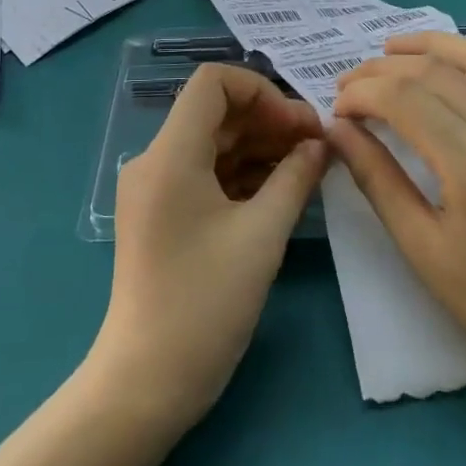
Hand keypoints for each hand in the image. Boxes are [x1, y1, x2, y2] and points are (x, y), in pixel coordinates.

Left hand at [91, 65, 327, 425]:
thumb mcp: (262, 236)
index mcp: (170, 154)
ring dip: (260, 146)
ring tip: (308, 167)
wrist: (146, 382)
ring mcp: (155, 188)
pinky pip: (205, 173)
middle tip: (317, 147)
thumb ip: (295, 178)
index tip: (299, 126)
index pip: (213, 83)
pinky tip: (281, 189)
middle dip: (269, 120)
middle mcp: (155, 160)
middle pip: (216, 112)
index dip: (262, 91)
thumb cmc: (205, 304)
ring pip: (213, 143)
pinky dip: (242, 173)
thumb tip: (320, 144)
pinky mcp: (161, 214)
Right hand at [329, 33, 465, 391]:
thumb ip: (376, 177)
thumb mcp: (419, 245)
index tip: (336, 110)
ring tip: (388, 51)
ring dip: (427, 46)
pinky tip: (444, 66)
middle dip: (380, 70)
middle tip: (346, 86)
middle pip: (431, 70)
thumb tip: (336, 129)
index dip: (361, 94)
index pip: (403, 98)